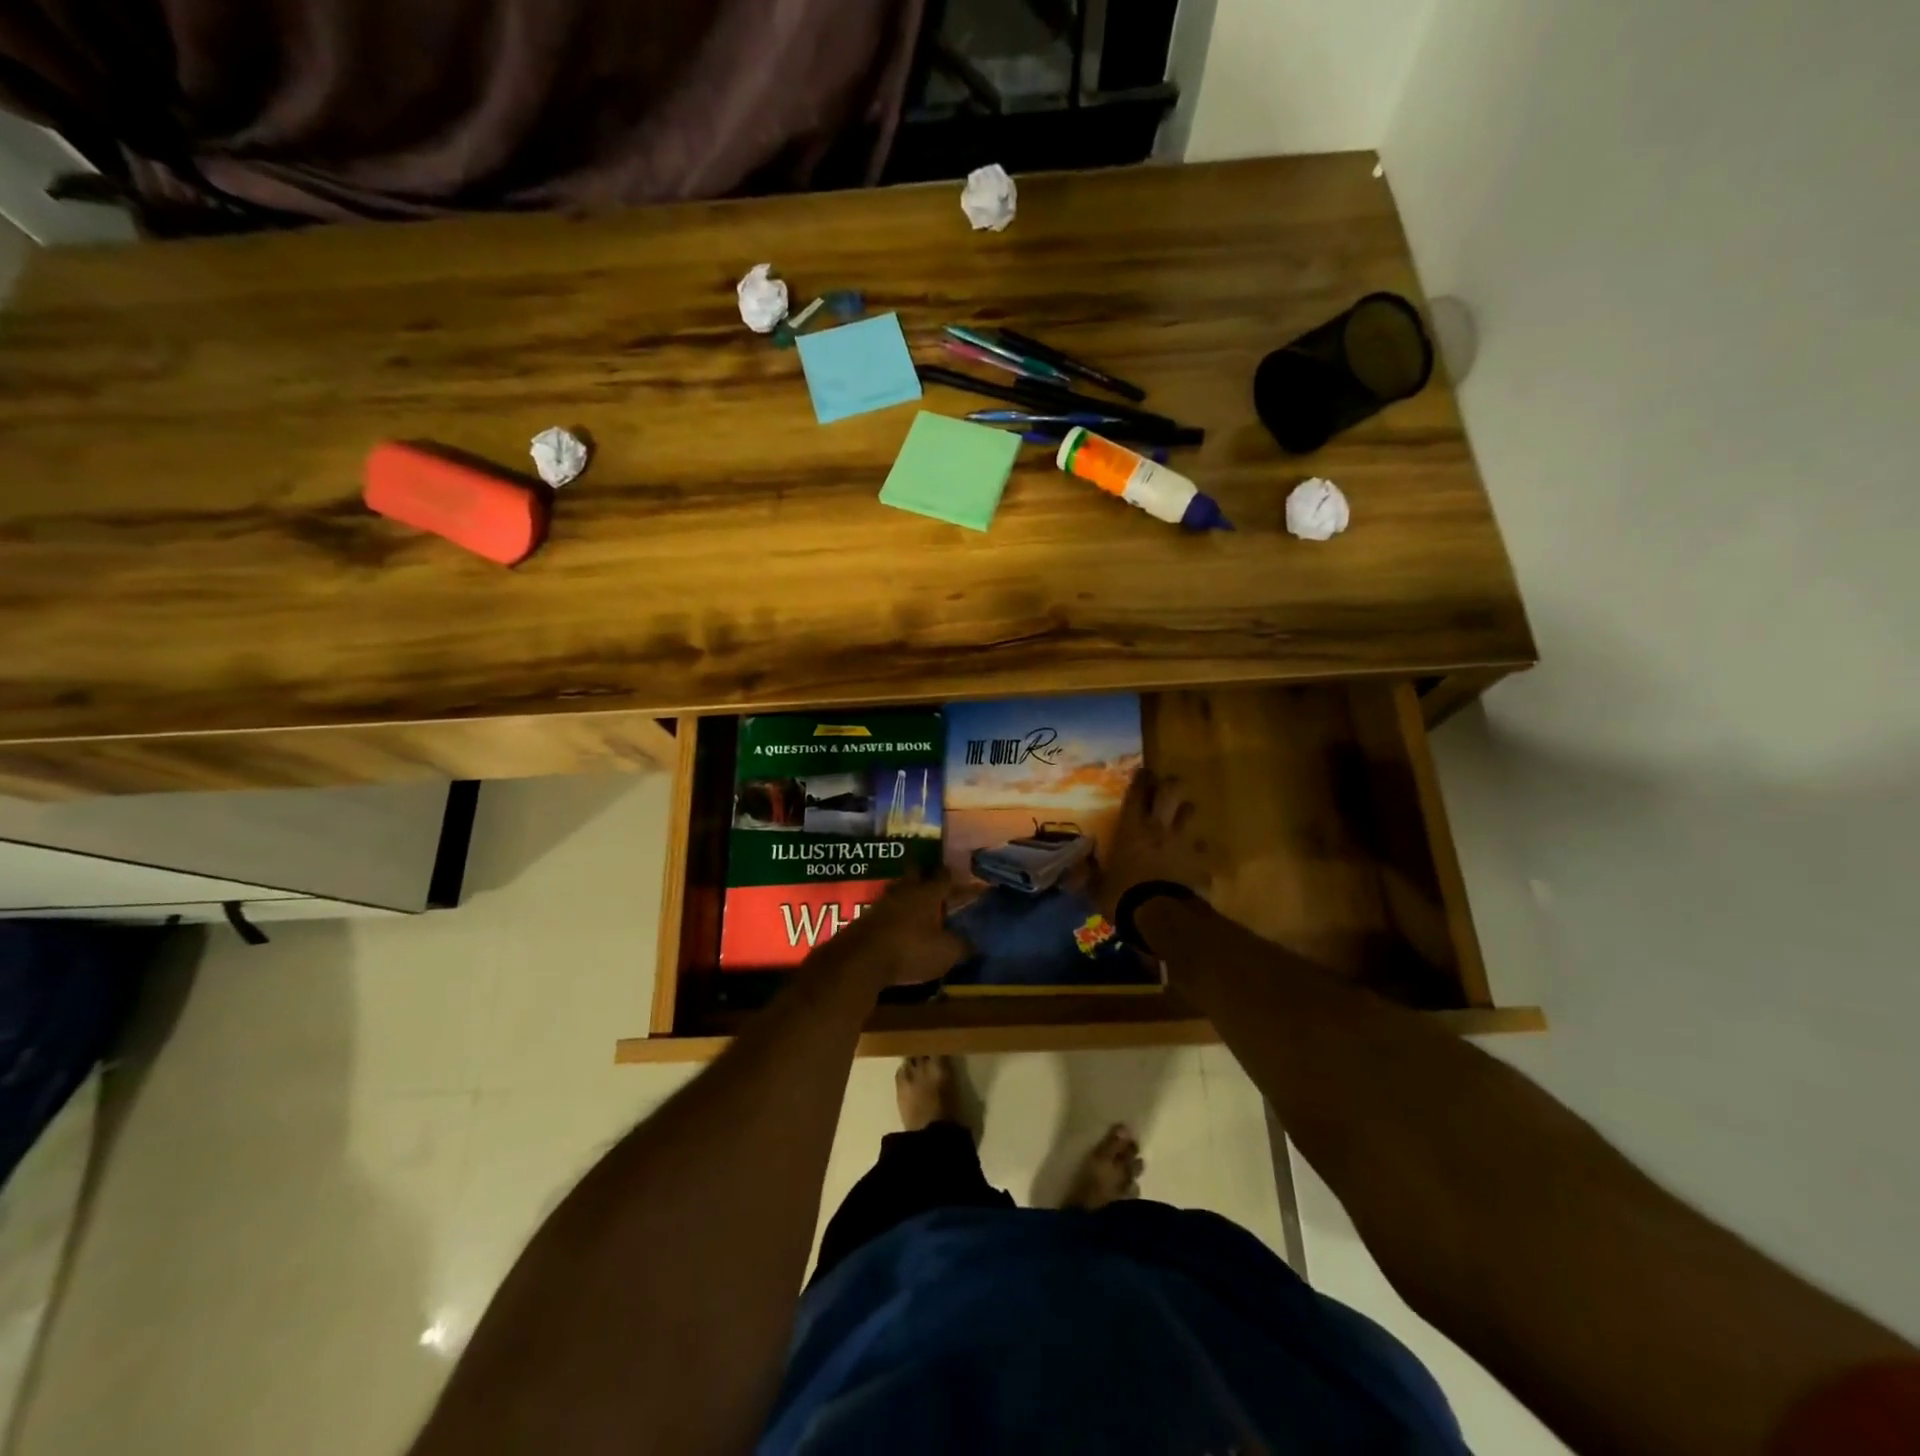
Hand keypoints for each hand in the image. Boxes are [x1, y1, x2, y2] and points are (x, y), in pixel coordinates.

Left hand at [825, 868, 967, 987]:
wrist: (860, 960)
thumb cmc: (910, 950)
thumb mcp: (945, 953)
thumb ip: (961, 945)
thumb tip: (974, 942)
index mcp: (927, 894)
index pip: (944, 877)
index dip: (954, 877)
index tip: (961, 876)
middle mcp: (905, 891)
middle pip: (916, 874)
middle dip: (925, 875)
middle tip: (934, 881)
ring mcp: (882, 903)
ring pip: (899, 891)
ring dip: (908, 895)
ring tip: (917, 904)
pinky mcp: (866, 919)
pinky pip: (886, 910)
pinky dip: (894, 914)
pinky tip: (899, 924)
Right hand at [1094, 769, 1211, 921]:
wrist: (1160, 917)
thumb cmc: (1123, 896)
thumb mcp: (1096, 887)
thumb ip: (1088, 874)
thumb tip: (1073, 867)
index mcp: (1132, 828)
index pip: (1137, 793)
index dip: (1141, 779)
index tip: (1143, 772)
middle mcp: (1159, 827)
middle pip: (1172, 791)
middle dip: (1171, 784)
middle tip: (1166, 787)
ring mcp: (1184, 842)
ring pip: (1192, 812)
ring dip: (1186, 812)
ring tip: (1181, 818)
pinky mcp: (1200, 861)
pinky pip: (1203, 848)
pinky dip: (1198, 850)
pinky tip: (1193, 857)